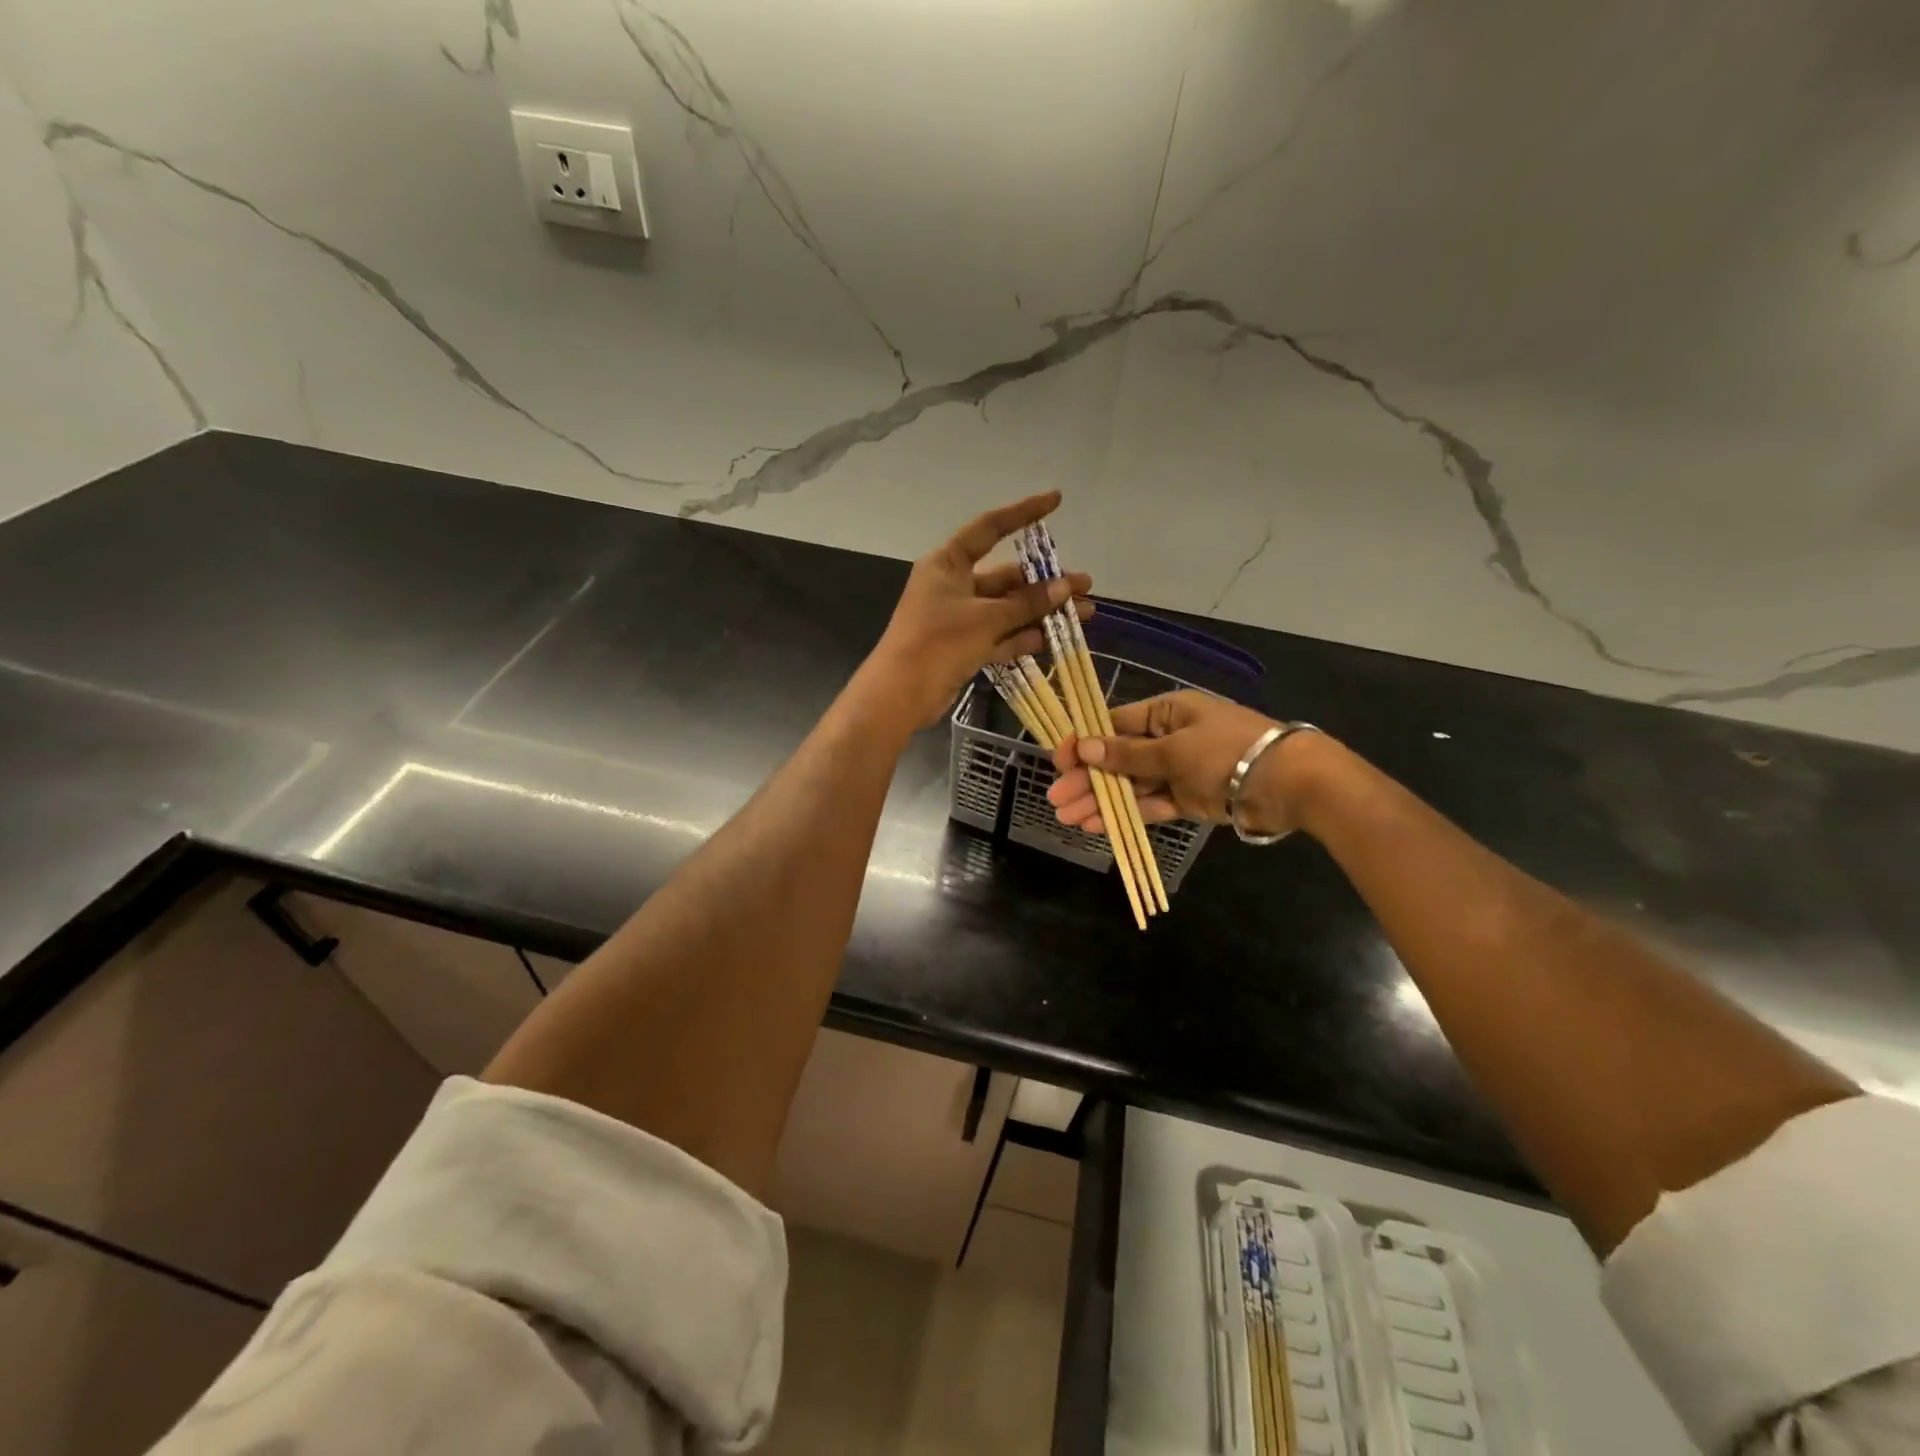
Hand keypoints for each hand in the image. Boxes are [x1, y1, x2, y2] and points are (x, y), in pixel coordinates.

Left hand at [863, 492, 1092, 728]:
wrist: (900, 696)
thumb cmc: (937, 643)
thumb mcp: (985, 618)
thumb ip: (1027, 603)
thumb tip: (1066, 587)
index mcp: (947, 564)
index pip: (989, 529)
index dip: (1023, 513)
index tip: (1056, 500)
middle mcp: (952, 586)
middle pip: (1005, 577)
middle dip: (1044, 582)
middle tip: (1084, 586)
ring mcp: (958, 620)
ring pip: (1007, 610)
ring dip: (1041, 612)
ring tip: (1084, 614)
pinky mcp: (962, 648)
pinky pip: (999, 636)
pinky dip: (1024, 637)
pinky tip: (1056, 639)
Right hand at [1047, 690, 1327, 836]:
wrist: (1287, 783)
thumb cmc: (1226, 751)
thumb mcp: (1173, 749)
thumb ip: (1128, 755)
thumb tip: (1085, 747)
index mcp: (1166, 712)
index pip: (1115, 724)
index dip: (1085, 742)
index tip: (1059, 760)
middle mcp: (1169, 738)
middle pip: (1118, 758)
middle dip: (1087, 778)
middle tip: (1056, 798)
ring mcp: (1178, 770)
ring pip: (1130, 785)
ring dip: (1100, 799)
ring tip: (1067, 816)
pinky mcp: (1188, 799)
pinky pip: (1150, 805)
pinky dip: (1125, 814)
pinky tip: (1097, 824)